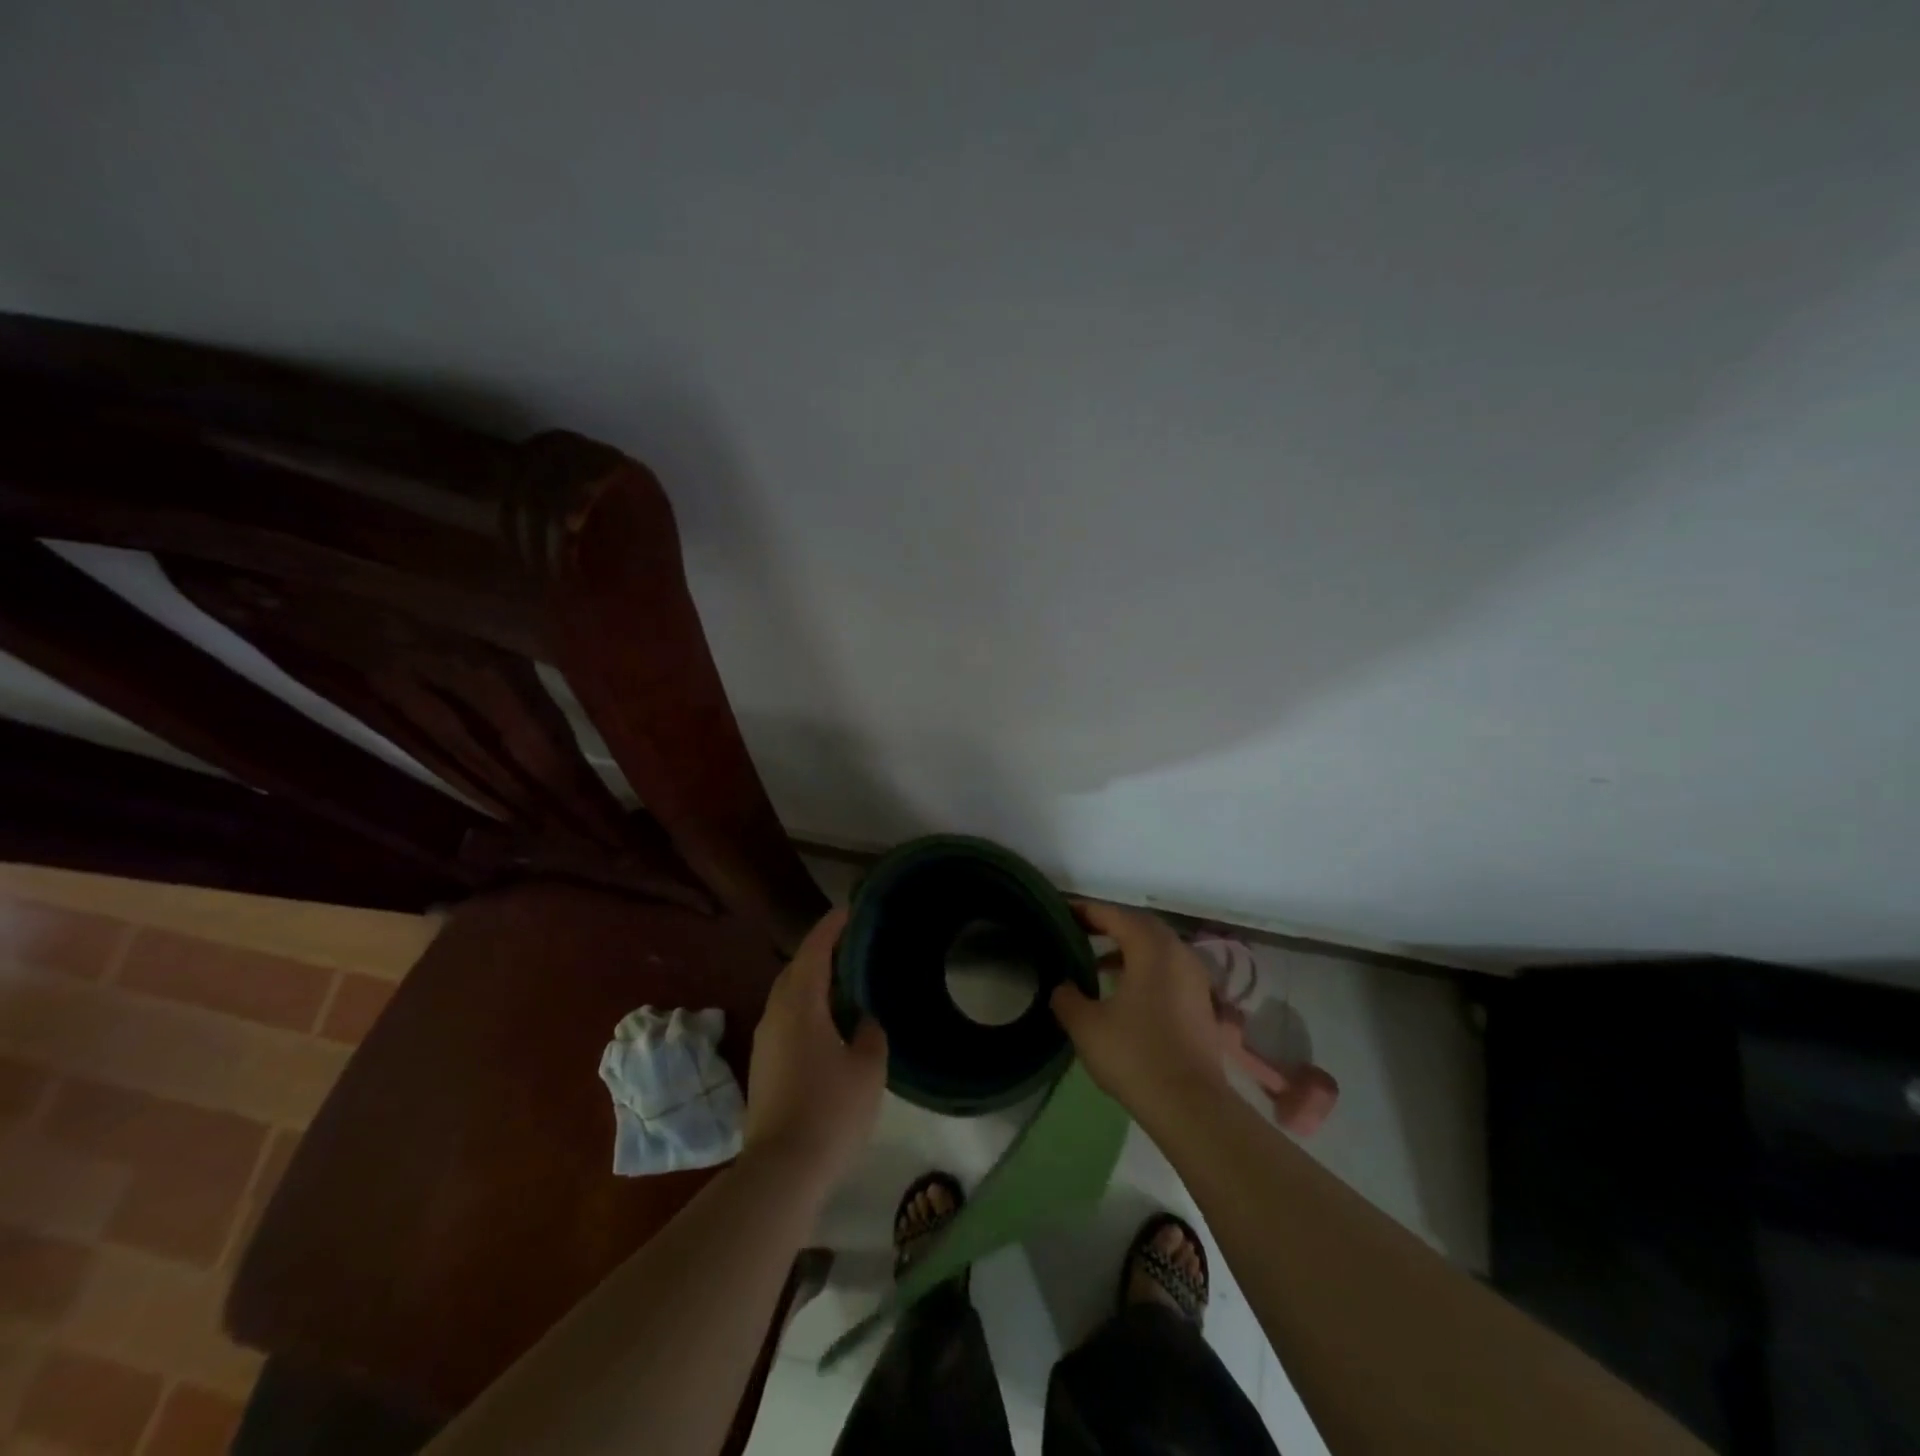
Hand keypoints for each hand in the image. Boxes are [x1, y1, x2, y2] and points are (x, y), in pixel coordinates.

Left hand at [741, 908, 886, 1193]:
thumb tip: (865, 1022)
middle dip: (819, 952)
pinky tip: (827, 1022)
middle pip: (795, 970)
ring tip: (842, 980)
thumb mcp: (868, 1068)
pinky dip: (806, 1007)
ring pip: (787, 997)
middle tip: (850, 945)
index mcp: (800, 1006)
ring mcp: (765, 1042)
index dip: (831, 928)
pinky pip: (785, 1020)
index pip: (814, 952)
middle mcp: (776, 1016)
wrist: (782, 1169)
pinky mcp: (763, 1067)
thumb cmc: (831, 1110)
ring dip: (811, 982)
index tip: (848, 910)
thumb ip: (871, 1034)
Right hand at [1050, 901, 1228, 1125]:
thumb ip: (1067, 997)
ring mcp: (1195, 978)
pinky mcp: (1201, 1003)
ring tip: (1097, 962)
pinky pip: (1168, 969)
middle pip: (1140, 926)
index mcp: (1151, 948)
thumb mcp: (1086, 1026)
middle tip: (1080, 931)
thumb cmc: (1135, 1055)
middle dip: (1110, 925)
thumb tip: (1062, 985)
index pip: (1114, 915)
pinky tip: (1124, 990)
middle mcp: (1178, 953)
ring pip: (1158, 948)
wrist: (1190, 1105)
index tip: (1062, 911)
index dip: (1086, 911)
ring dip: (1128, 948)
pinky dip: (1145, 968)